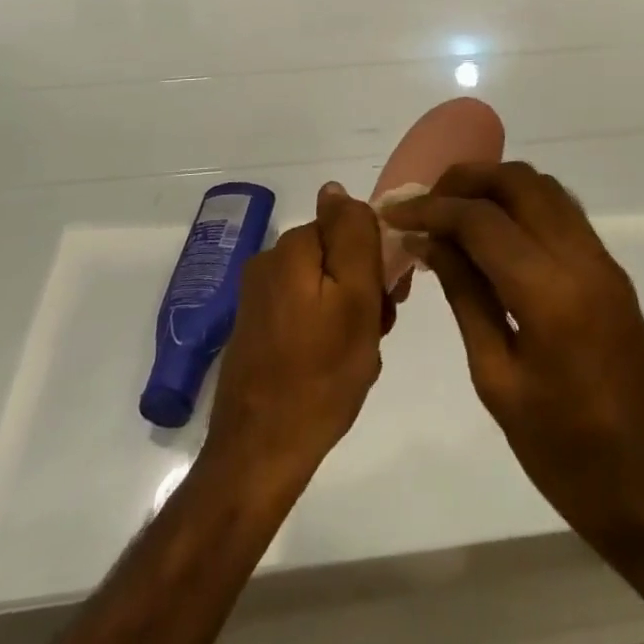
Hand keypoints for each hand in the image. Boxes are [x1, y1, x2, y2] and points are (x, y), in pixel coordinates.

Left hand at [202, 183, 389, 490]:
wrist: (259, 454)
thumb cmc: (319, 375)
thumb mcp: (355, 298)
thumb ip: (352, 235)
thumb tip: (336, 189)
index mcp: (291, 248)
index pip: (349, 228)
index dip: (375, 261)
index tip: (388, 300)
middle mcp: (269, 262)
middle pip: (336, 257)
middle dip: (363, 289)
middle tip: (375, 333)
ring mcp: (258, 298)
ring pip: (324, 287)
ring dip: (349, 313)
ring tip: (357, 357)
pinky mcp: (255, 328)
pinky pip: (306, 312)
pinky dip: (326, 331)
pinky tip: (333, 368)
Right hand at [380, 162, 643, 561]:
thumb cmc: (571, 458)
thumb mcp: (499, 385)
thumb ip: (466, 299)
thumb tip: (431, 244)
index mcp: (549, 293)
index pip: (481, 220)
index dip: (432, 209)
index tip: (395, 214)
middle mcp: (580, 258)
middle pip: (518, 181)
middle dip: (466, 180)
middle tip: (426, 204)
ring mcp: (602, 260)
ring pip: (544, 187)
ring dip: (496, 185)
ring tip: (454, 211)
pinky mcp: (611, 270)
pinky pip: (562, 211)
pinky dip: (523, 203)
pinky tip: (495, 233)